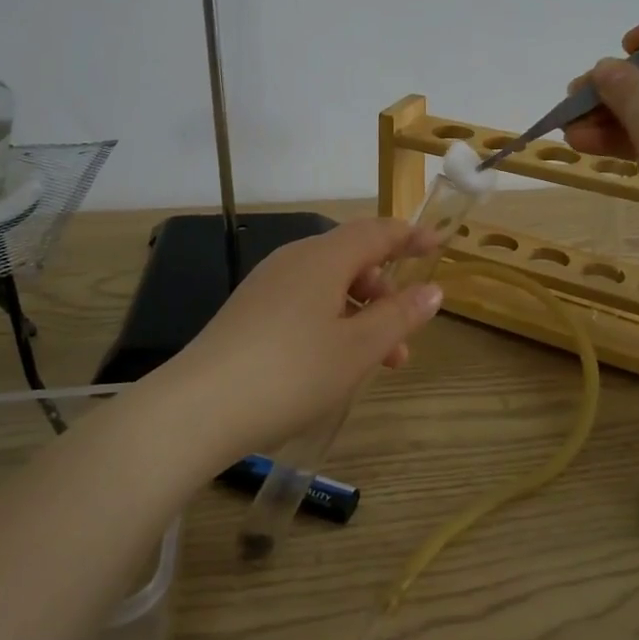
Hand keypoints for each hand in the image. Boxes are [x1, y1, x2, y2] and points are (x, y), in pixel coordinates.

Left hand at [159, 218, 444, 463]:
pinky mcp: (249, 312)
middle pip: (352, 260)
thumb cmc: (292, 373)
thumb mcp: (358, 349)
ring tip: (376, 365)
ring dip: (360, 316)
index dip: (410, 236)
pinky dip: (331, 324)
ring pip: (328, 287)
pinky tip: (332, 363)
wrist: (200, 407)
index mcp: (323, 258)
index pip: (376, 232)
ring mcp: (266, 286)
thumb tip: (432, 290)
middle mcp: (293, 260)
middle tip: (404, 340)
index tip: (438, 245)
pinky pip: (303, 303)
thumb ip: (399, 316)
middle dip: (385, 294)